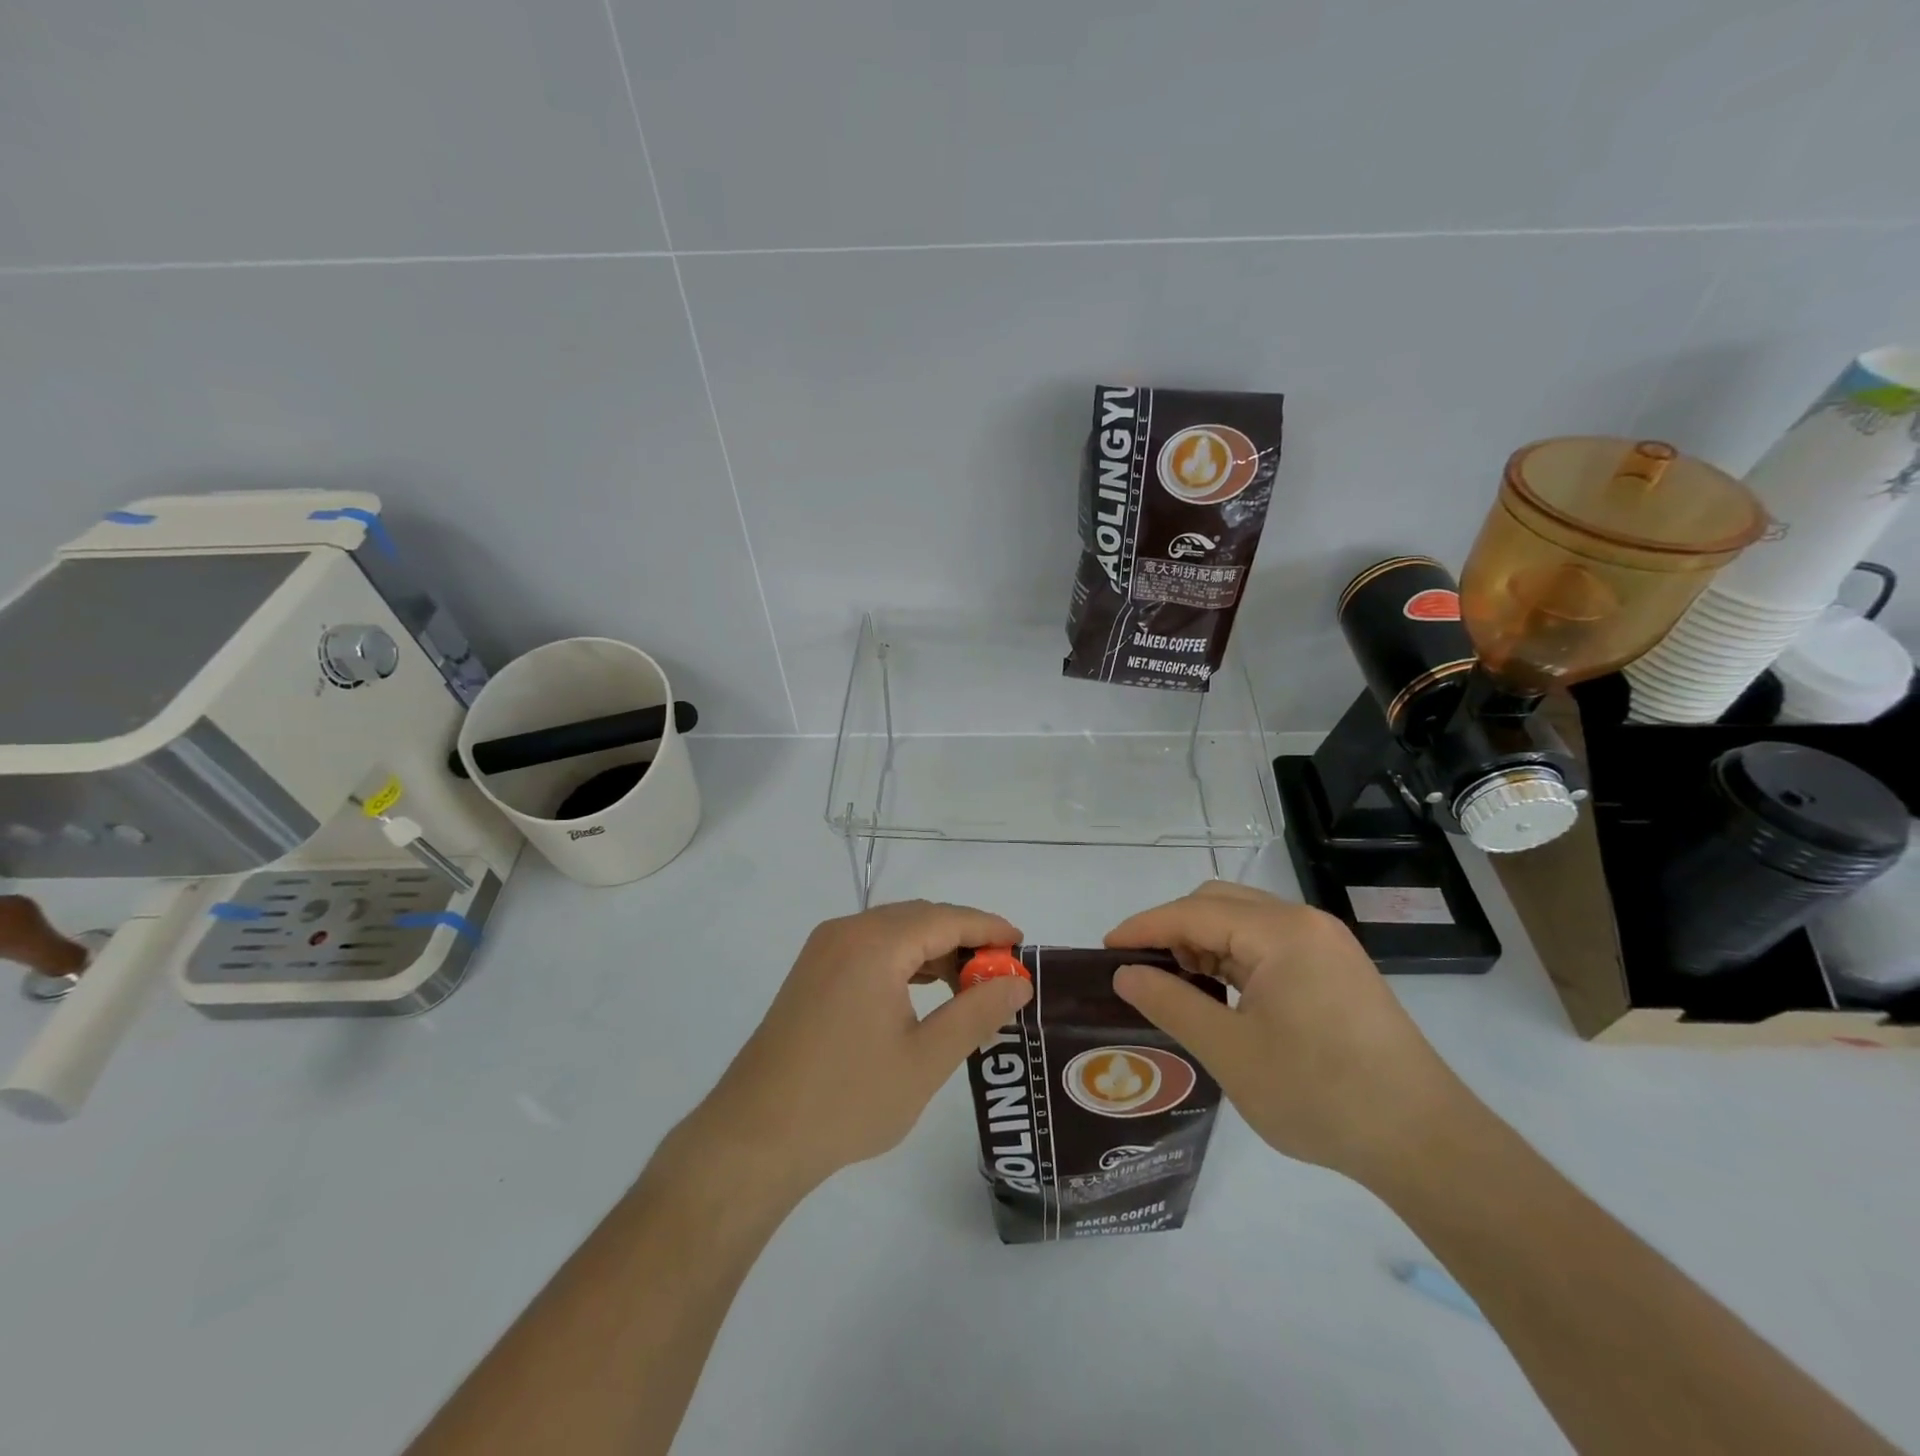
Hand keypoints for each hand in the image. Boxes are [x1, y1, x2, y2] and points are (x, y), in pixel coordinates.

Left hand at [693, 900, 1032, 1197]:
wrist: (754, 1137)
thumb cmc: (848, 1099)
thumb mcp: (926, 1060)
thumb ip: (976, 1012)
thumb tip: (1017, 982)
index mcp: (874, 943)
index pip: (945, 918)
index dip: (988, 928)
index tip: (1023, 946)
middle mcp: (846, 932)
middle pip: (919, 918)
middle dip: (963, 939)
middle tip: (1000, 974)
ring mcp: (823, 951)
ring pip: (893, 932)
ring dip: (933, 950)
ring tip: (968, 986)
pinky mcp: (812, 973)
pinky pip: (869, 948)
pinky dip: (903, 961)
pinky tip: (923, 991)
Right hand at [1105, 881, 1464, 1183]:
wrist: (1426, 1143)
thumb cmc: (1320, 1094)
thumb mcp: (1230, 1051)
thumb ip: (1170, 1003)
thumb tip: (1125, 973)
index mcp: (1281, 932)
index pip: (1192, 912)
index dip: (1144, 928)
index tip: (1105, 950)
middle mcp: (1304, 923)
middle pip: (1219, 903)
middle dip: (1173, 930)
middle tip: (1143, 971)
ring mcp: (1326, 945)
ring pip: (1244, 922)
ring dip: (1204, 943)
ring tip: (1179, 986)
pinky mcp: (1337, 970)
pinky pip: (1269, 945)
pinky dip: (1234, 958)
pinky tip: (1222, 993)